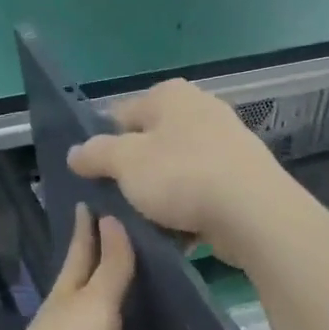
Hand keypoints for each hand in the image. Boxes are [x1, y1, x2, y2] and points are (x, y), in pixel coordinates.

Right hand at [67, 79, 289, 266]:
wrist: (253, 212)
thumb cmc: (181, 175)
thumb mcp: (125, 162)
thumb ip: (95, 154)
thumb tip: (75, 153)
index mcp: (169, 95)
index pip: (119, 115)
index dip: (102, 145)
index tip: (92, 176)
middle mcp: (199, 109)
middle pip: (149, 143)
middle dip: (132, 172)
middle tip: (116, 202)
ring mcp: (225, 142)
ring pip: (174, 169)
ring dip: (159, 195)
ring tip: (144, 223)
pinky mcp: (241, 176)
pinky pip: (200, 191)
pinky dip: (187, 209)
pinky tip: (176, 233)